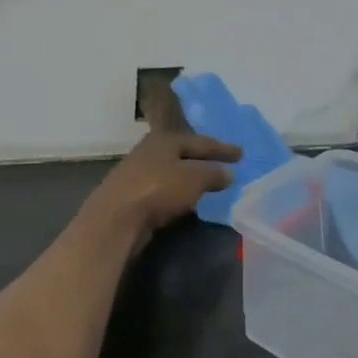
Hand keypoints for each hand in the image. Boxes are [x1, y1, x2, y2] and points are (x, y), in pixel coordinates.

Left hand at [81, 132, 239, 249]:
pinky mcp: (131, 195)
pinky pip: (162, 189)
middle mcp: (149, 151)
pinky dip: (177, 191)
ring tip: (207, 184)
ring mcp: (137, 173)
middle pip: (182, 153)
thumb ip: (213, 174)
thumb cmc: (158, 189)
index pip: (201, 141)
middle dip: (203, 159)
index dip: (223, 148)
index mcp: (164, 139)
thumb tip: (228, 173)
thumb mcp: (193, 179)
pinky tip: (185, 200)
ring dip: (189, 177)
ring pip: (171, 171)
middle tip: (223, 165)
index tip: (242, 154)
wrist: (116, 217)